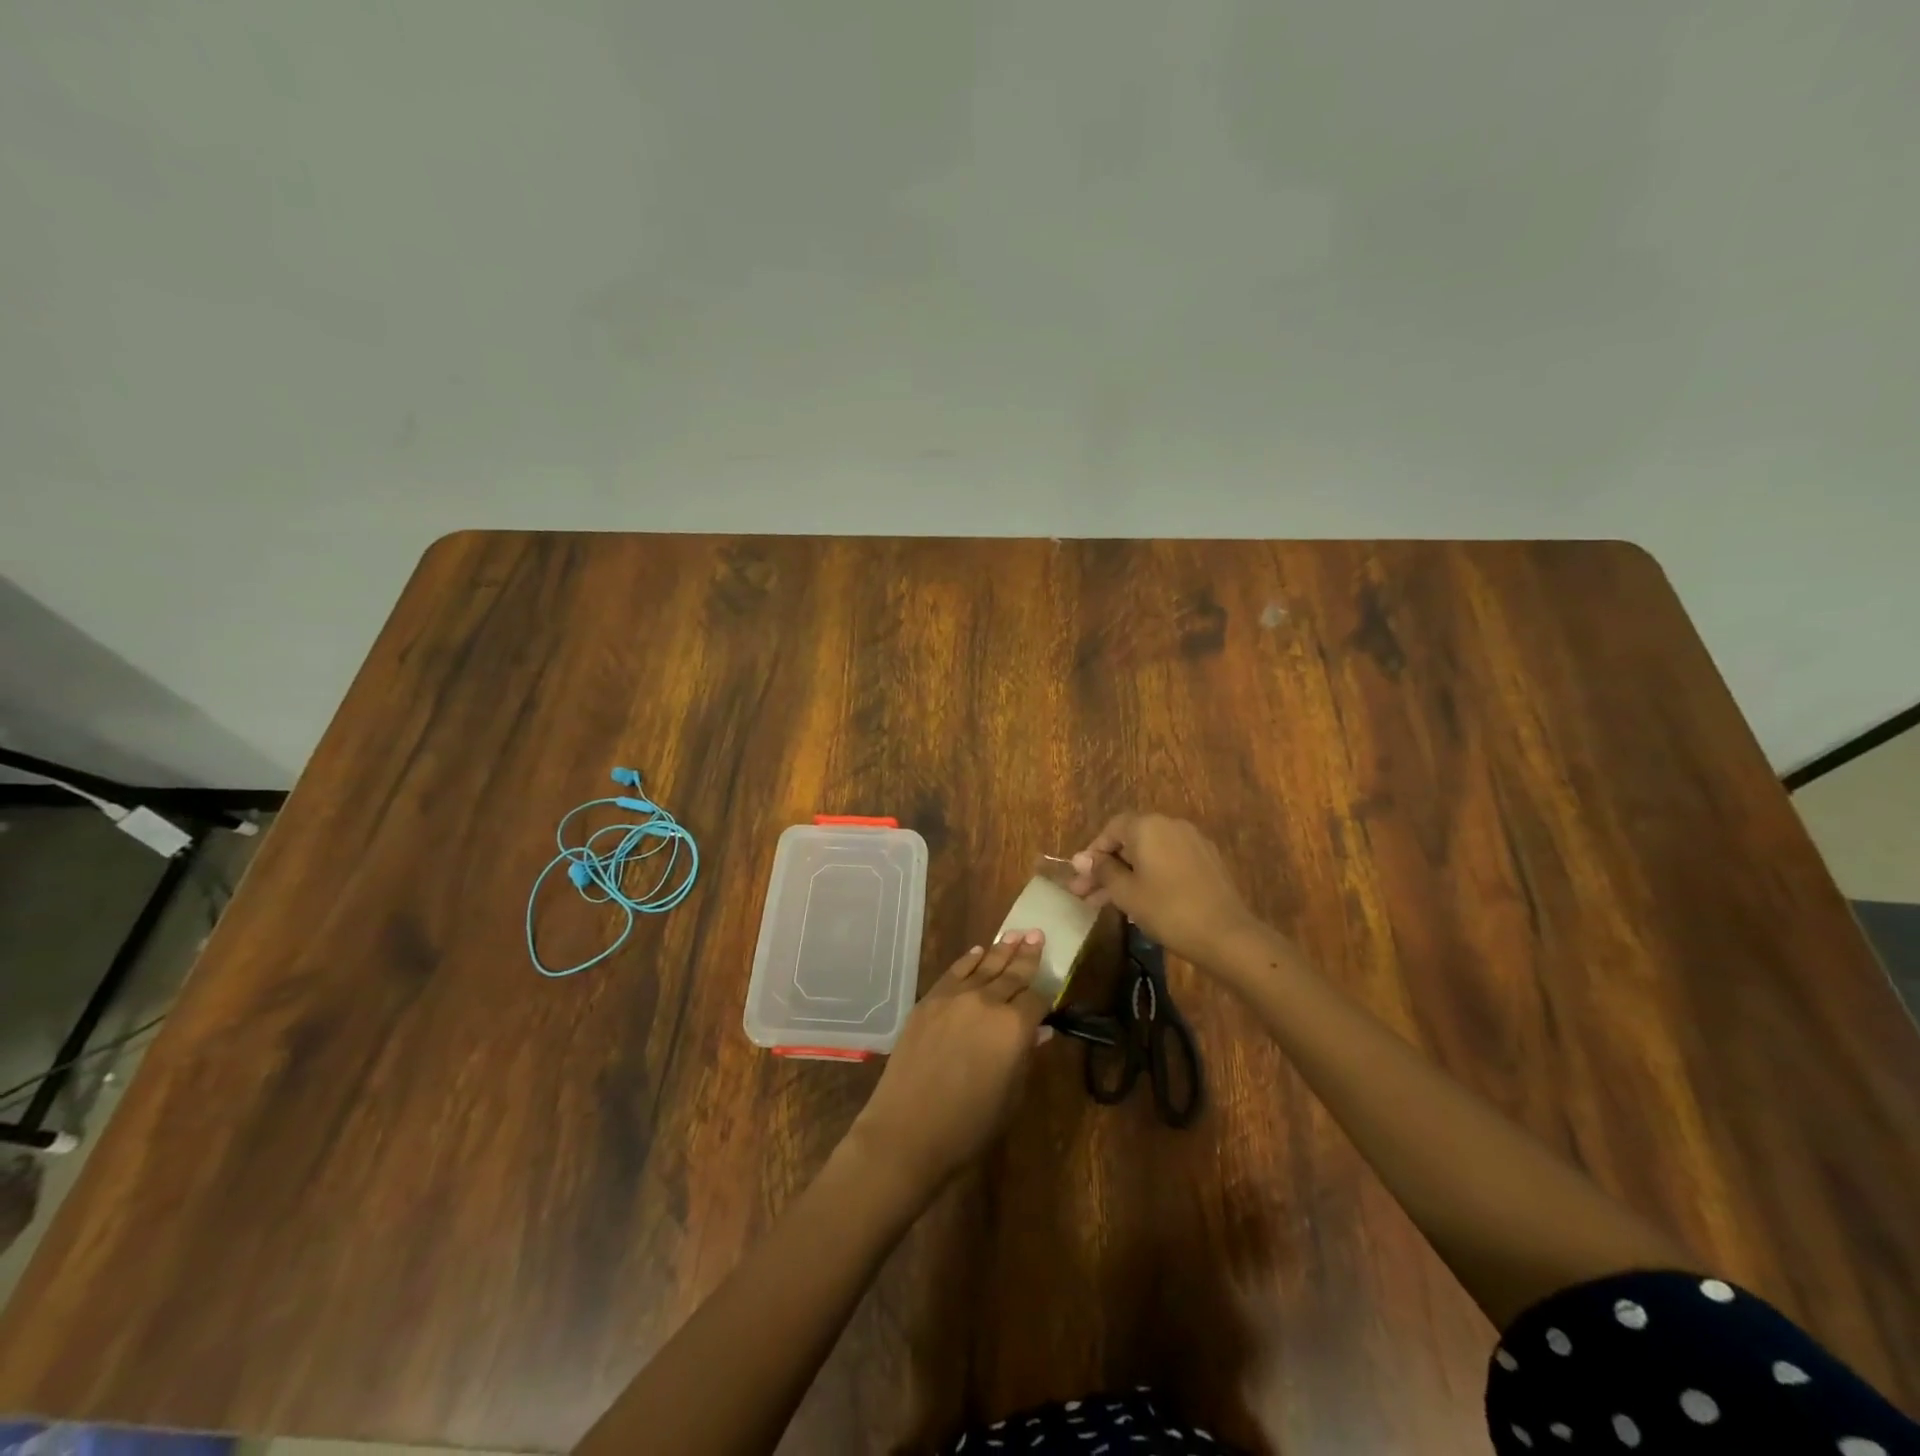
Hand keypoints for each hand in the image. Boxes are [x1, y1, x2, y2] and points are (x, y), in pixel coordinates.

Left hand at [847, 931, 1052, 1193]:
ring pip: (984, 966)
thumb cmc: (968, 1125)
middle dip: (1027, 955)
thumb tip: (1038, 1031)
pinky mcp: (929, 1001)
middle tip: (1038, 933)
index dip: (1045, 995)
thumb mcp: (1010, 1096)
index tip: (1051, 987)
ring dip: (1001, 949)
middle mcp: (986, 1002)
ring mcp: (954, 997)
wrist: (907, 1130)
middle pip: (1012, 973)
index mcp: (1014, 1027)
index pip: (1037, 999)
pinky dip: (968, 960)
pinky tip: (978, 951)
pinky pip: (954, 972)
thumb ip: (1024, 1056)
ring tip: (1015, 933)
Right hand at [1067, 812, 1262, 967]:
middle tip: (1086, 894)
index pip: (1111, 829)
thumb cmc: (1167, 910)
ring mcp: (1192, 842)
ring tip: (1108, 904)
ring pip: (1149, 854)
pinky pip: (1169, 861)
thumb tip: (1081, 859)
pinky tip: (1141, 901)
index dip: (1093, 852)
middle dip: (1107, 867)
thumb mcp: (1126, 892)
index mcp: (1147, 826)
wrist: (1226, 935)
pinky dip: (1151, 875)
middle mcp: (1170, 825)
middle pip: (1130, 841)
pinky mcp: (1207, 861)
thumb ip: (1102, 871)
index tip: (1081, 878)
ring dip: (1127, 874)